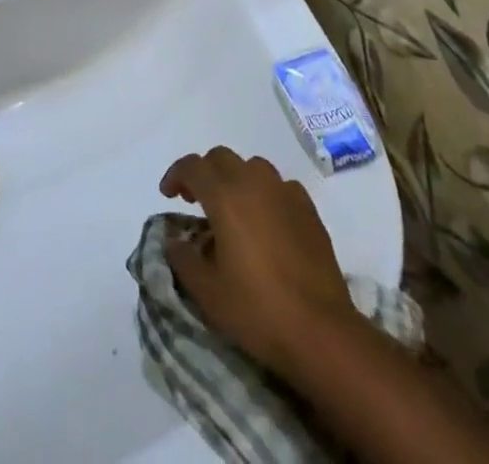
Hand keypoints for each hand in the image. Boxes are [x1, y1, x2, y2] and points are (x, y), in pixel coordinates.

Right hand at [160, 148, 358, 377]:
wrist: (321, 331)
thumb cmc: (258, 310)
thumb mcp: (207, 292)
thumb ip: (183, 258)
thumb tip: (173, 239)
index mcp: (225, 196)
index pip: (192, 166)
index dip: (175, 175)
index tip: (167, 195)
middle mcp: (254, 182)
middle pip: (221, 158)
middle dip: (204, 173)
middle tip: (196, 201)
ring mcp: (285, 192)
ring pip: (252, 167)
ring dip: (235, 179)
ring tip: (232, 210)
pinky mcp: (308, 209)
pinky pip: (279, 186)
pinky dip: (265, 194)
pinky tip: (266, 222)